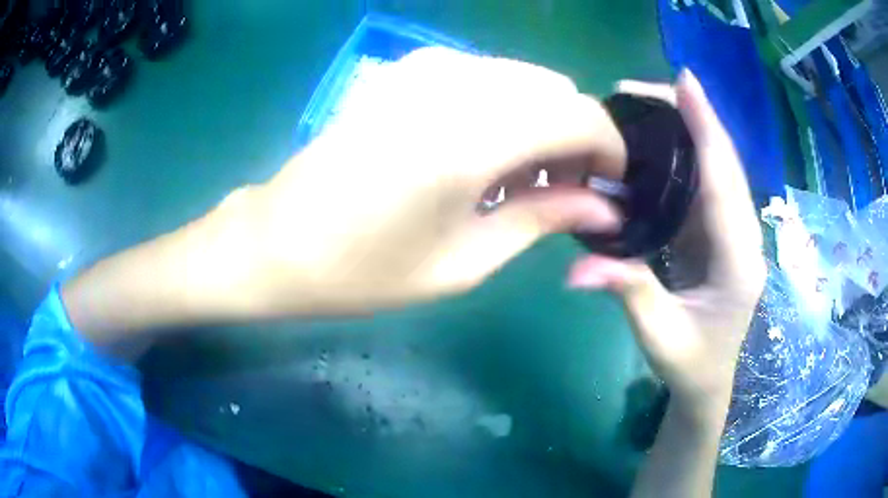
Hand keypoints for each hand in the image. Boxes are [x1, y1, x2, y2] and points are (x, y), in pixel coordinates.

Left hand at [62, 47, 628, 343]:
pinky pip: (487, 76)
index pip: (580, 115)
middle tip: (561, 190)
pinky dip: (506, 108)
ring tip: (521, 177)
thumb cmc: (363, 270)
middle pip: (557, 89)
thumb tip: (603, 206)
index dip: (609, 149)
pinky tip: (483, 151)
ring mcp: (425, 67)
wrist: (277, 242)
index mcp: (471, 135)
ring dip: (542, 121)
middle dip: (576, 136)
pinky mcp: (406, 71)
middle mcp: (455, 82)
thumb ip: (542, 219)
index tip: (608, 186)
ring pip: (524, 79)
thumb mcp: (464, 261)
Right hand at [567, 72, 766, 419]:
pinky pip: (703, 184)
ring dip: (684, 131)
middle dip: (690, 117)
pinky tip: (653, 143)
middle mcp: (744, 236)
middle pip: (723, 163)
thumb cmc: (689, 363)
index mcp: (739, 260)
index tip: (685, 82)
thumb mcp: (659, 334)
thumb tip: (573, 271)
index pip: (725, 182)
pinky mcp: (718, 233)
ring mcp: (733, 232)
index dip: (706, 128)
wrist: (708, 381)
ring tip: (640, 106)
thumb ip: (628, 293)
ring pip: (715, 168)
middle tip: (638, 90)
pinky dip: (681, 156)